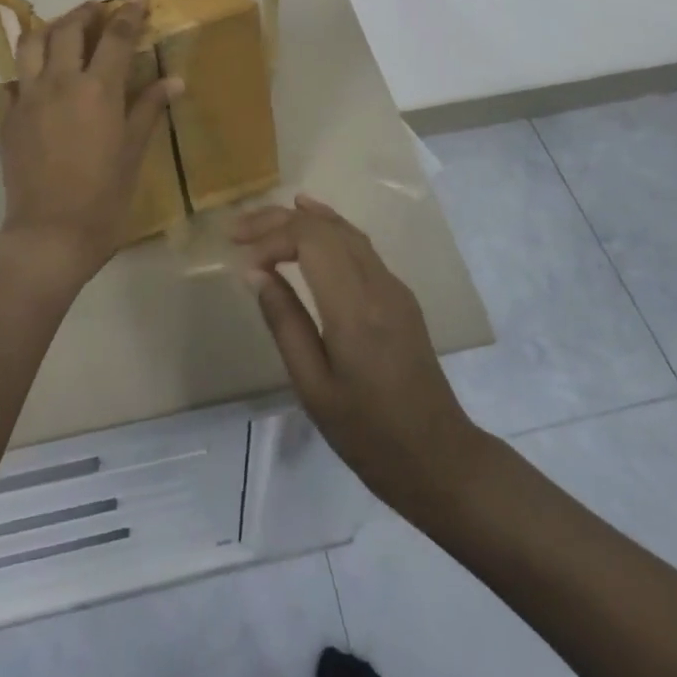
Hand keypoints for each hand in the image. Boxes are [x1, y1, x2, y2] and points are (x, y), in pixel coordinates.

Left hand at [0, 0, 180, 284]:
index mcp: (97, 90)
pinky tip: (35, 81)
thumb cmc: (104, 197)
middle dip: (85, 12)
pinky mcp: (6, 119)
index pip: (115, 36)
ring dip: (49, 29)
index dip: (129, 14)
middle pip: (68, 29)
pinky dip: (24, 73)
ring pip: (30, 45)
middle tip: (99, 10)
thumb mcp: (134, 152)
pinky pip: (10, 82)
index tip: (138, 0)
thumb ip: (148, 109)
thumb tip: (174, 81)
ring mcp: (27, 99)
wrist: (50, 235)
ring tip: (63, 30)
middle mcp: (59, 83)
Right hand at [234, 195, 486, 513]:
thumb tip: (255, 273)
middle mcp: (378, 284)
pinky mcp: (399, 293)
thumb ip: (284, 322)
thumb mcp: (313, 387)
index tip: (242, 261)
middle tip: (237, 230)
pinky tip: (310, 223)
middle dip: (278, 220)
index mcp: (354, 309)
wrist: (439, 457)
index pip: (310, 240)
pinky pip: (359, 244)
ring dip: (302, 219)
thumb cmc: (368, 433)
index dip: (271, 239)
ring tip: (262, 221)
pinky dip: (327, 227)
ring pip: (345, 230)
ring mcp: (393, 285)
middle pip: (326, 227)